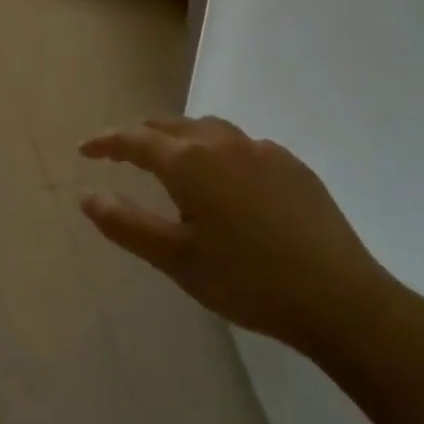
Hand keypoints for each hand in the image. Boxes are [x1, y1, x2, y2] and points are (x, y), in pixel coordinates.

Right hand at [78, 116, 399, 360]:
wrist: (340, 298)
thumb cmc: (246, 280)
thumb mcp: (175, 259)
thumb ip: (125, 223)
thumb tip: (86, 195)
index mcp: (190, 162)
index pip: (135, 139)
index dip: (105, 142)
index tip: (84, 150)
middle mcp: (223, 143)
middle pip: (171, 125)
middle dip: (141, 135)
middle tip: (121, 152)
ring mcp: (263, 151)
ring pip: (209, 129)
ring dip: (180, 136)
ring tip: (171, 158)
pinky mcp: (293, 167)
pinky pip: (243, 145)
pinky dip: (218, 150)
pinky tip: (227, 179)